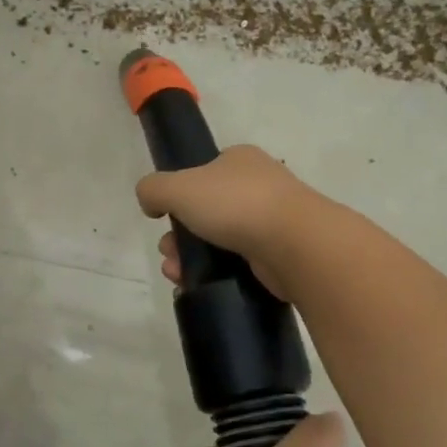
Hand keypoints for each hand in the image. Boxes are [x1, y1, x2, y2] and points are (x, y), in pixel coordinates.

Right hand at [135, 146, 326, 301]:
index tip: (164, 218)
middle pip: (207, 211)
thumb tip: (150, 201)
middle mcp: (260, 185)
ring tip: (178, 274)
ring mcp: (273, 221)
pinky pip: (239, 263)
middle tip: (169, 253)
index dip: (179, 195)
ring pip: (220, 240)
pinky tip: (198, 285)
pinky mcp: (280, 254)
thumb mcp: (179, 187)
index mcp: (240, 160)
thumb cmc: (236, 204)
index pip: (203, 173)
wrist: (296, 244)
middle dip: (180, 235)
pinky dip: (217, 274)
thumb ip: (153, 188)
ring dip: (192, 257)